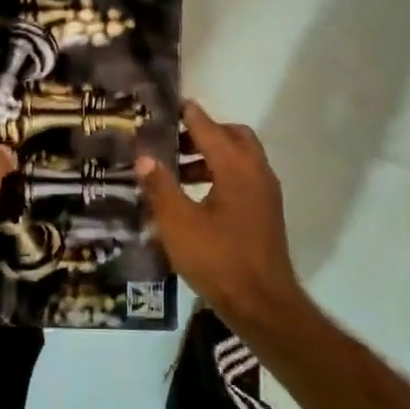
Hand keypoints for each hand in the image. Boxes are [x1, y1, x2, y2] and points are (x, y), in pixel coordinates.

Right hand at [136, 101, 305, 324]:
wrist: (262, 304)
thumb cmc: (218, 259)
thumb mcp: (178, 223)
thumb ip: (160, 186)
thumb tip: (144, 157)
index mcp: (236, 167)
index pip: (209, 128)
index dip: (187, 115)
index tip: (168, 105)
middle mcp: (256, 172)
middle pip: (232, 136)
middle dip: (203, 133)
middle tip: (171, 142)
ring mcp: (265, 193)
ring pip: (239, 158)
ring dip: (210, 155)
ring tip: (176, 171)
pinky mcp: (265, 212)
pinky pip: (243, 177)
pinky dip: (221, 174)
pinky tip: (196, 197)